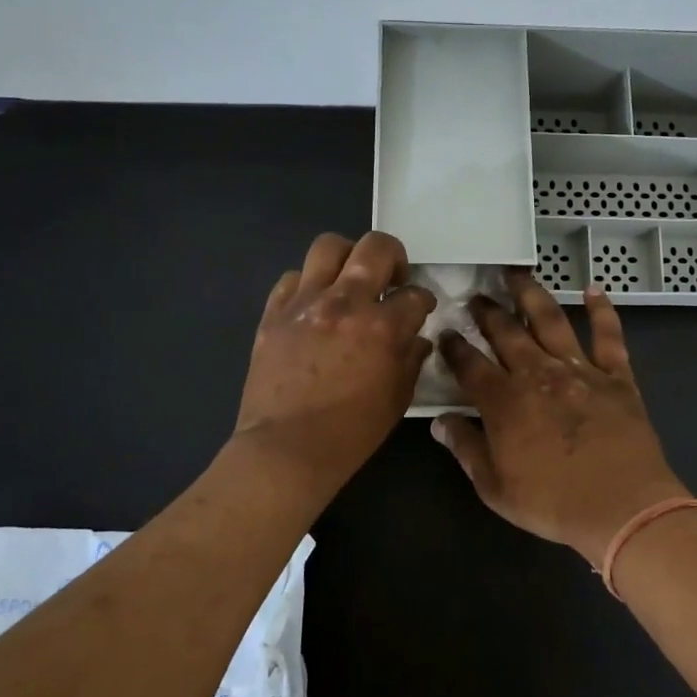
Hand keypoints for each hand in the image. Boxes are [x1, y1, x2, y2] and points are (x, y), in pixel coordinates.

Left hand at [234, 232, 436, 491]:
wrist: (286, 449)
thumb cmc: (350, 432)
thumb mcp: (397, 399)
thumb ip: (411, 360)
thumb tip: (415, 338)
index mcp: (382, 327)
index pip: (415, 295)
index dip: (423, 301)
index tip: (420, 310)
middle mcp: (345, 303)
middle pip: (375, 247)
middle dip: (394, 256)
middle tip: (392, 278)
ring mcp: (305, 303)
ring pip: (328, 247)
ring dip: (347, 258)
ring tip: (350, 280)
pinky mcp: (274, 313)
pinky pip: (291, 278)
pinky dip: (308, 284)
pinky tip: (314, 304)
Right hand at [431, 270, 687, 564]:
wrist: (622, 507)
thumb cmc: (553, 503)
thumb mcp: (495, 487)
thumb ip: (466, 449)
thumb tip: (438, 422)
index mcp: (504, 401)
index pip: (469, 364)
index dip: (454, 346)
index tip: (445, 331)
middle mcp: (537, 374)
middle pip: (506, 332)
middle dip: (487, 312)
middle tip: (476, 296)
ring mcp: (579, 370)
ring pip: (550, 320)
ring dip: (531, 294)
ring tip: (517, 273)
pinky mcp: (616, 376)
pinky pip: (608, 336)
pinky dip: (602, 310)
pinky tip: (594, 289)